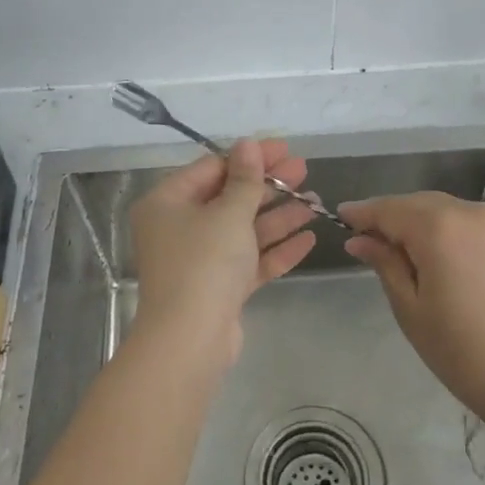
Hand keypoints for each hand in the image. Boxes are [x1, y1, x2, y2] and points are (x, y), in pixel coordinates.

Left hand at [129, 138, 319, 360]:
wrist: (190, 341)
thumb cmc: (204, 263)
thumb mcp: (228, 213)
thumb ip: (244, 179)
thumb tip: (247, 144)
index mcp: (168, 203)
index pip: (212, 168)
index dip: (249, 157)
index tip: (284, 148)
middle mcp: (179, 228)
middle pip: (229, 198)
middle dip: (269, 186)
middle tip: (304, 171)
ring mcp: (199, 261)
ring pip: (243, 230)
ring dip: (278, 216)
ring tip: (316, 203)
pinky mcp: (219, 288)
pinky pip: (249, 261)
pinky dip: (276, 249)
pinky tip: (309, 238)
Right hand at [339, 192, 484, 432]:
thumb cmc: (464, 352)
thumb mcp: (411, 310)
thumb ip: (385, 264)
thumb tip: (360, 240)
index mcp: (438, 227)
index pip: (388, 209)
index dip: (362, 213)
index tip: (342, 217)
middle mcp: (472, 213)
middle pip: (421, 204)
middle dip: (395, 216)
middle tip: (373, 240)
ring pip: (453, 213)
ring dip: (428, 224)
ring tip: (415, 253)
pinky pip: (481, 228)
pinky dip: (460, 235)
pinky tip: (457, 264)